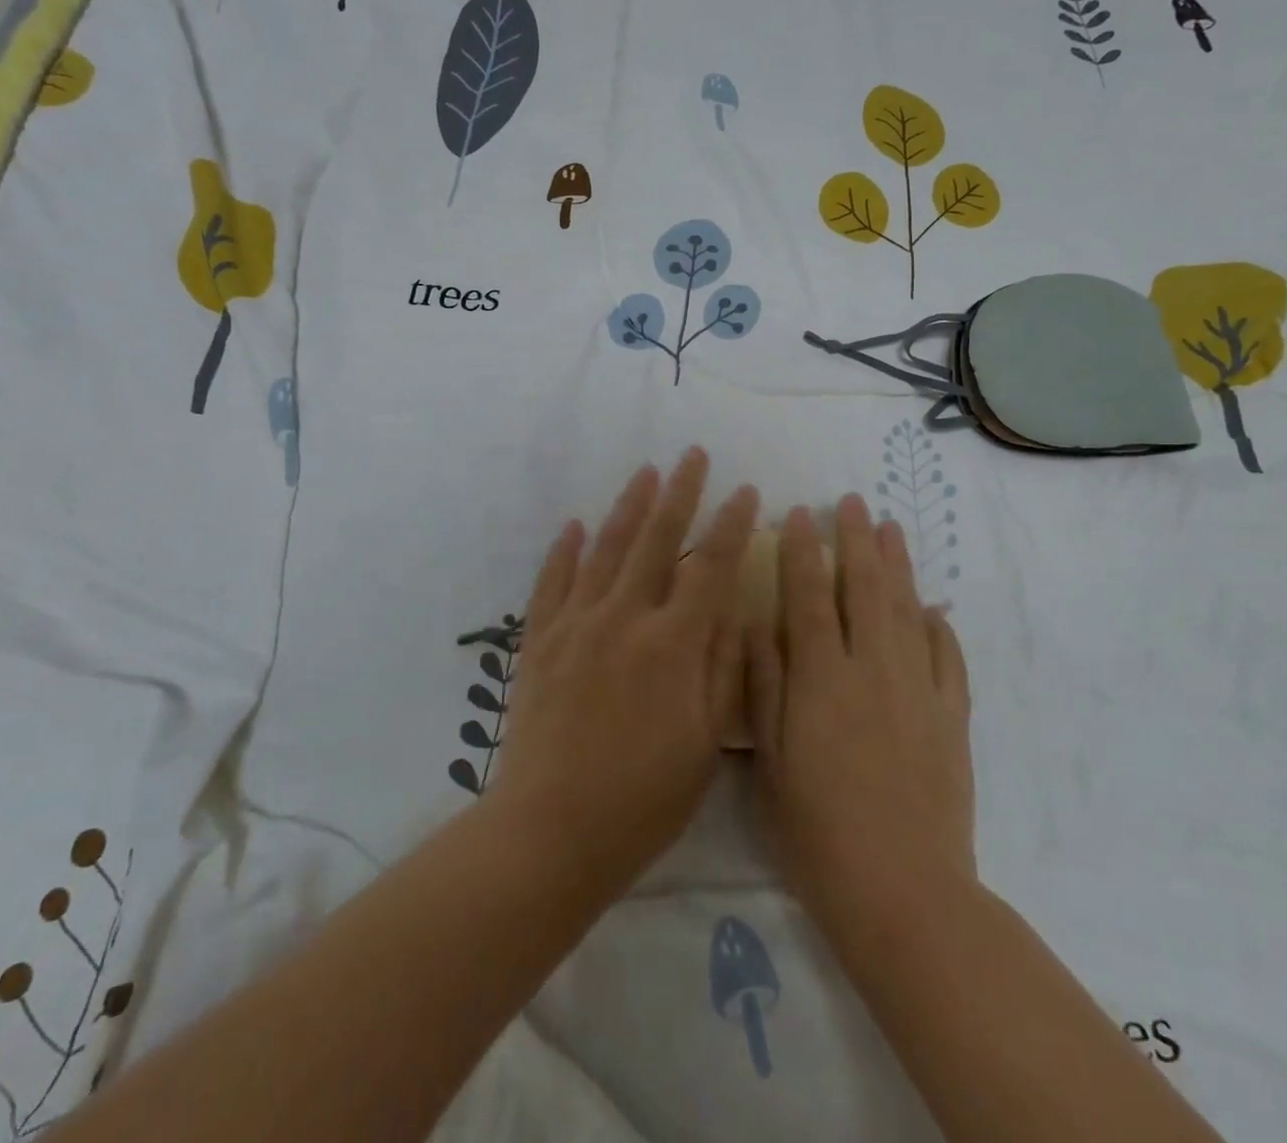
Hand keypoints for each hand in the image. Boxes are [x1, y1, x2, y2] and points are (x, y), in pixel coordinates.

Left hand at [488, 448, 759, 899]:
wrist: (550, 831)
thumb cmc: (643, 797)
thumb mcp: (706, 742)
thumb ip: (723, 667)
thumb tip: (732, 608)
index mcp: (672, 643)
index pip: (711, 566)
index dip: (732, 524)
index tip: (747, 491)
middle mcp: (624, 618)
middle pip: (656, 539)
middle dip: (679, 492)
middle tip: (692, 455)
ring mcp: (576, 624)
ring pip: (605, 548)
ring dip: (628, 506)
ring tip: (646, 472)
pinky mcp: (540, 641)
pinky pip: (552, 582)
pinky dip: (564, 551)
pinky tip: (574, 525)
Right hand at [748, 495, 975, 935]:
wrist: (904, 893)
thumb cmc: (818, 830)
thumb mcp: (771, 760)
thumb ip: (763, 686)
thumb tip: (757, 624)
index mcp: (822, 678)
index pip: (808, 596)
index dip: (803, 551)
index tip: (800, 514)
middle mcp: (874, 669)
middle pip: (866, 589)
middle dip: (857, 540)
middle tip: (853, 501)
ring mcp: (920, 691)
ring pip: (909, 610)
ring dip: (899, 565)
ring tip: (892, 529)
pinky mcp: (953, 719)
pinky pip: (949, 657)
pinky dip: (941, 626)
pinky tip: (934, 607)